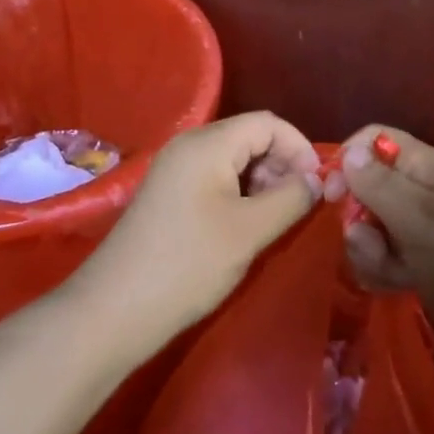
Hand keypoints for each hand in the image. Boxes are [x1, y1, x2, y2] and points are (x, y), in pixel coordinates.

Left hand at [72, 112, 320, 346]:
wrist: (114, 310)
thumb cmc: (188, 264)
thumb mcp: (250, 231)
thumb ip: (291, 198)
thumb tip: (317, 180)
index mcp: (208, 143)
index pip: (268, 123)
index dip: (300, 148)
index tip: (319, 185)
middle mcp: (189, 144)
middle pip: (250, 136)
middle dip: (281, 164)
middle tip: (298, 205)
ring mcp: (175, 168)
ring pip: (234, 158)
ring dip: (262, 181)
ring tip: (274, 219)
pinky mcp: (168, 193)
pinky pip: (214, 176)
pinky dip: (239, 192)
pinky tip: (246, 225)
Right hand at [333, 126, 433, 373]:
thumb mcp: (419, 217)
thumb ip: (378, 185)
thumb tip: (348, 154)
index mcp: (425, 167)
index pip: (375, 141)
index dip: (349, 159)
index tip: (332, 194)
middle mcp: (419, 192)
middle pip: (364, 188)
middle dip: (358, 216)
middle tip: (370, 241)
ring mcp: (418, 230)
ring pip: (369, 227)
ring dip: (368, 250)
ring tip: (392, 270)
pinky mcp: (418, 264)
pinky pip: (381, 258)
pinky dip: (381, 271)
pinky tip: (396, 286)